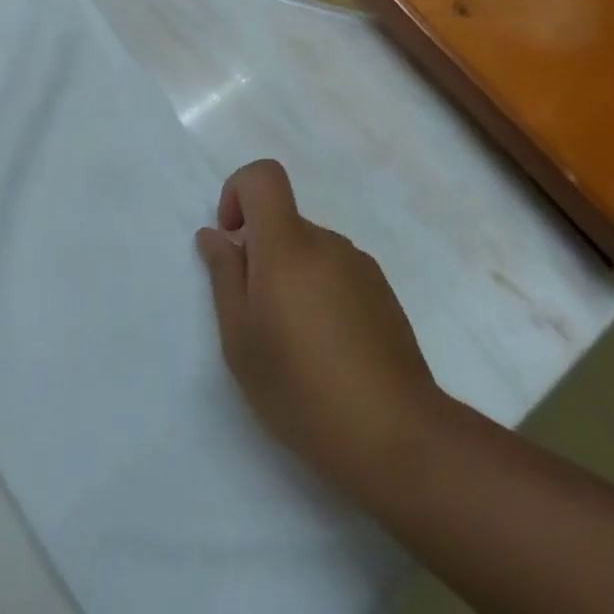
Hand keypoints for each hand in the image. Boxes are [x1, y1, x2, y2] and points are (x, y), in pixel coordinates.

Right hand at [196, 160, 441, 501]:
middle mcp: (327, 243)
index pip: (263, 176)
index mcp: (288, 245)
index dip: (238, 193)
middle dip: (261, 254)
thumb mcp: (241, 339)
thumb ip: (224, 276)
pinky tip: (328, 351)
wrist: (397, 436)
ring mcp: (361, 266)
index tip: (233, 242)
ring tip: (295, 344)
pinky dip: (321, 295)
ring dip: (292, 279)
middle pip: (284, 222)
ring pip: (310, 251)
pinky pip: (337, 274)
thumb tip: (215, 235)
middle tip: (258, 318)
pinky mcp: (384, 294)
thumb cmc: (302, 387)